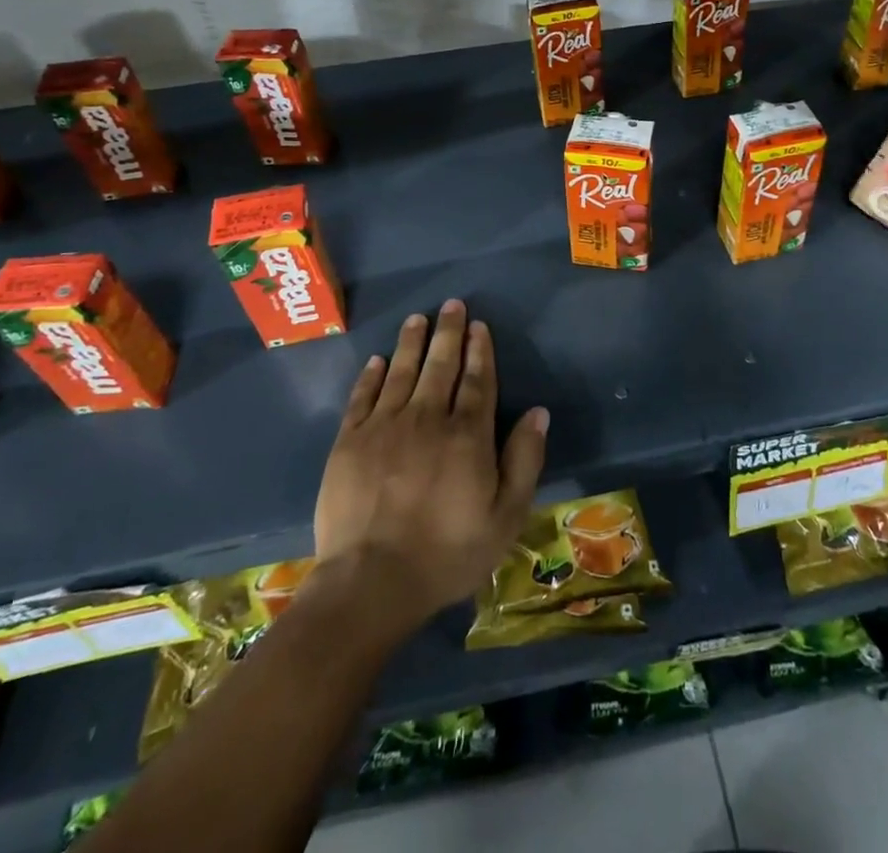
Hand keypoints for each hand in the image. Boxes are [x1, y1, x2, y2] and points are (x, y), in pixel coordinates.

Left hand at [313, 301, 547, 639]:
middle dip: (448, 333)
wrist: (371, 583)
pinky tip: (378, 360)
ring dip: (412, 343)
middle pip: (441, 366)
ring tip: (417, 319)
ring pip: (402, 372)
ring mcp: (384, 427)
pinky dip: (372, 376)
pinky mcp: (349, 442)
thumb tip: (538, 412)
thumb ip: (524, 460)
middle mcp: (427, 418)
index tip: (478, 326)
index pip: (477, 381)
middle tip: (452, 305)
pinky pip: (363, 397)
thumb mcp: (505, 517)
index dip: (479, 350)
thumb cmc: (447, 554)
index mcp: (467, 435)